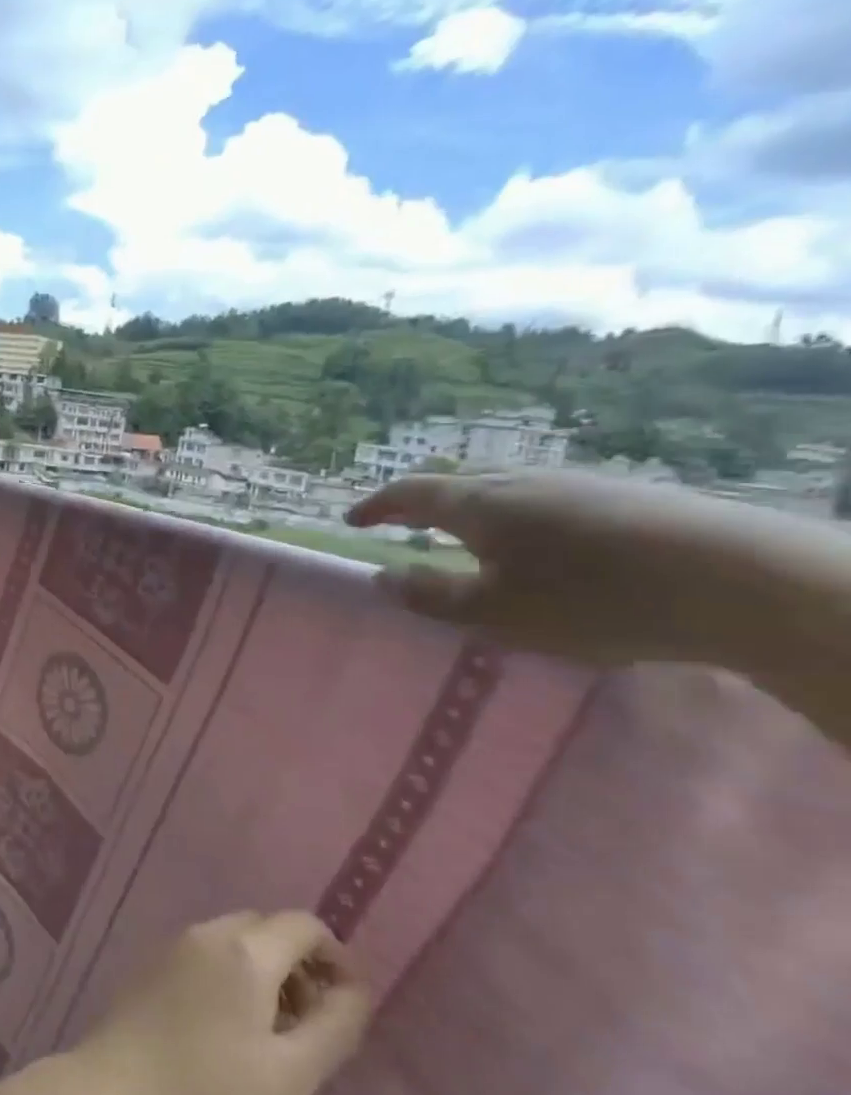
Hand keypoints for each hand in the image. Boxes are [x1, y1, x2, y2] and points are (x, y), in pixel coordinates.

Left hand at [69, 911, 369, 1094]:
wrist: (116, 1094)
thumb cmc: (212, 1092)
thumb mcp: (291, 1073)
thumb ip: (334, 1025)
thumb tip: (356, 988)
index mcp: (244, 950)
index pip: (303, 924)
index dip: (336, 955)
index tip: (348, 1004)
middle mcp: (207, 932)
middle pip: (267, 927)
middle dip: (300, 965)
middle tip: (311, 1025)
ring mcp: (174, 943)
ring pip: (236, 939)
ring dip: (266, 971)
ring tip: (274, 1034)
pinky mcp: (153, 962)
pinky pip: (207, 951)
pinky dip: (233, 973)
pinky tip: (231, 1027)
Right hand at [346, 471, 792, 667]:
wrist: (741, 581)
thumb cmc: (591, 599)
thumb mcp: (494, 612)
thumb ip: (430, 595)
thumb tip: (381, 577)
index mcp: (480, 504)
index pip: (410, 493)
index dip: (377, 506)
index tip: (353, 520)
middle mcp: (521, 481)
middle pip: (457, 482)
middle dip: (422, 503)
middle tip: (404, 525)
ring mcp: (577, 483)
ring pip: (505, 488)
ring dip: (472, 509)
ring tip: (467, 538)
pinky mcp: (624, 497)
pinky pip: (546, 499)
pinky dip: (518, 516)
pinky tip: (540, 546)